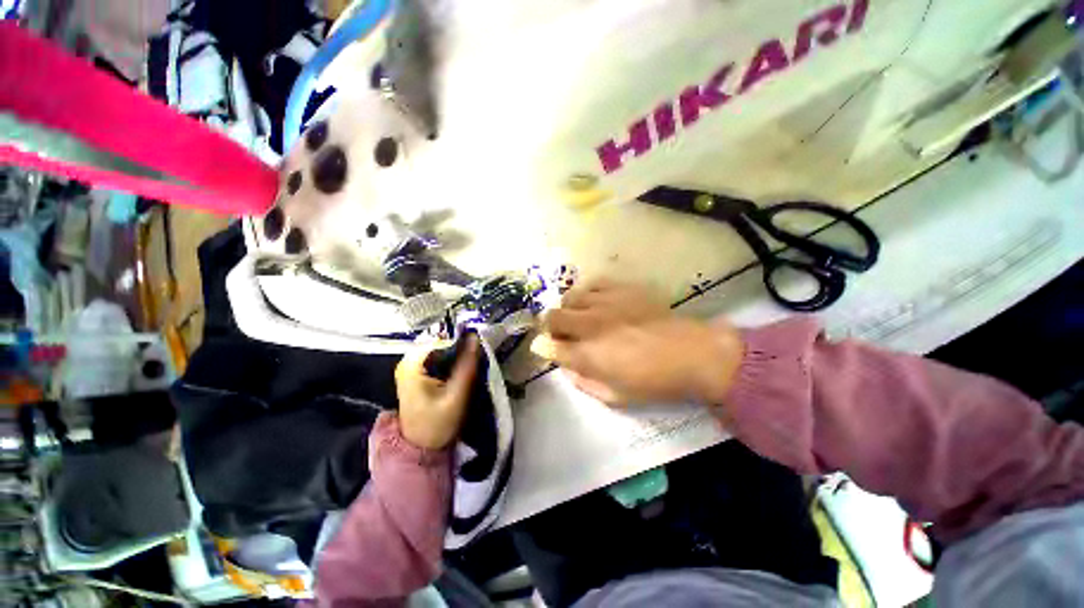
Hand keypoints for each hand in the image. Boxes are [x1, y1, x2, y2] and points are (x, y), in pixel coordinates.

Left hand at [395, 336, 479, 449]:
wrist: (420, 448)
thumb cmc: (437, 424)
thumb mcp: (456, 396)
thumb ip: (466, 366)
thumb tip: (475, 338)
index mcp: (411, 365)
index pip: (439, 338)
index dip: (459, 337)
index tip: (476, 340)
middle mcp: (407, 362)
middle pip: (437, 341)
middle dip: (457, 343)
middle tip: (476, 349)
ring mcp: (410, 367)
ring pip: (438, 348)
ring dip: (454, 350)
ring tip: (471, 356)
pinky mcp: (415, 374)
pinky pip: (435, 356)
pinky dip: (449, 358)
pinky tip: (460, 364)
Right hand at [534, 282, 743, 405]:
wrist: (691, 352)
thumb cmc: (653, 380)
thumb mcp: (615, 396)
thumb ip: (583, 382)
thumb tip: (565, 367)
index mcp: (588, 355)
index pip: (549, 347)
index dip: (544, 348)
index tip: (548, 349)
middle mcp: (590, 325)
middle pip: (552, 317)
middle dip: (550, 327)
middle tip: (562, 334)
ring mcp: (605, 302)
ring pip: (569, 297)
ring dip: (568, 309)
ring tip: (580, 317)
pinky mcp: (620, 288)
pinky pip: (591, 283)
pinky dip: (587, 293)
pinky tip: (595, 302)